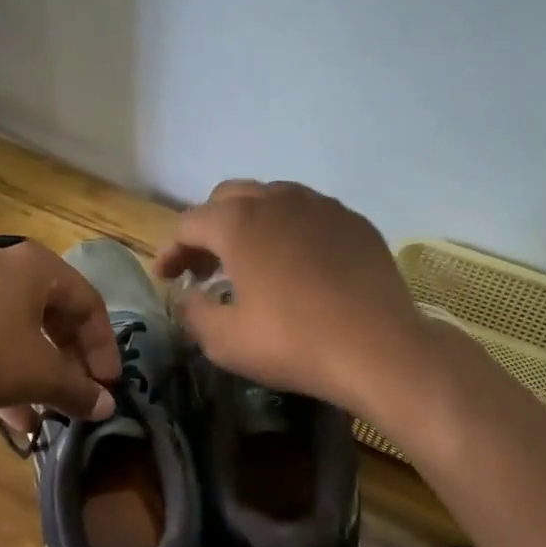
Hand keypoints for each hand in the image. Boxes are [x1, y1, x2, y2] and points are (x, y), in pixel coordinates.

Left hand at [0, 241, 119, 419]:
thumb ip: (78, 391)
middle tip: (80, 391)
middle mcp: (3, 265)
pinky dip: (3, 369)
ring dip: (38, 370)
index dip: (103, 347)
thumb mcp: (40, 375)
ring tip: (48, 411)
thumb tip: (106, 408)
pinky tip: (11, 416)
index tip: (108, 383)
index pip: (88, 303)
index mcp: (36, 266)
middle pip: (53, 313)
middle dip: (69, 358)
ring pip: (17, 329)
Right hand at [153, 180, 426, 411]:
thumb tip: (188, 296)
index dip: (171, 249)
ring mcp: (321, 206)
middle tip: (205, 267)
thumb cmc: (293, 342)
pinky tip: (297, 263)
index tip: (166, 277)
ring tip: (250, 260)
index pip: (190, 223)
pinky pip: (310, 213)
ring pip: (272, 198)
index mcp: (239, 223)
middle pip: (229, 198)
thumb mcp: (225, 341)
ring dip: (250, 223)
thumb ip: (194, 312)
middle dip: (209, 228)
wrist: (379, 348)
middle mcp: (278, 200)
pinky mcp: (353, 221)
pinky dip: (290, 230)